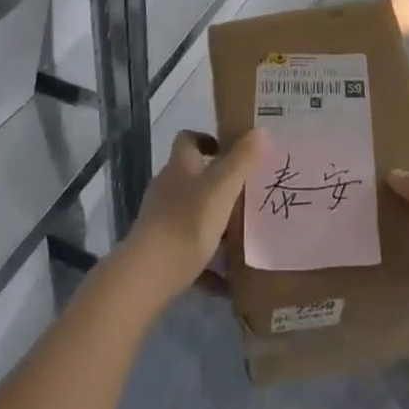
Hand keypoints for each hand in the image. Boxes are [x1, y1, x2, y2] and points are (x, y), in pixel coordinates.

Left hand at [121, 128, 269, 308]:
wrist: (146, 277)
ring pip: (190, 211)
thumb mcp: (222, 189)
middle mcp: (167, 186)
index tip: (229, 151)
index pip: (188, 139)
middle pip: (191, 176)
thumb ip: (242, 161)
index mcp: (180, 165)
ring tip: (239, 234)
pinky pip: (187, 246)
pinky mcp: (157, 249)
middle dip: (216, 183)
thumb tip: (262, 131)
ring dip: (212, 219)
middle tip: (243, 194)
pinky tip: (224, 278)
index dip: (207, 140)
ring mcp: (159, 218)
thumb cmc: (187, 223)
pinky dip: (205, 258)